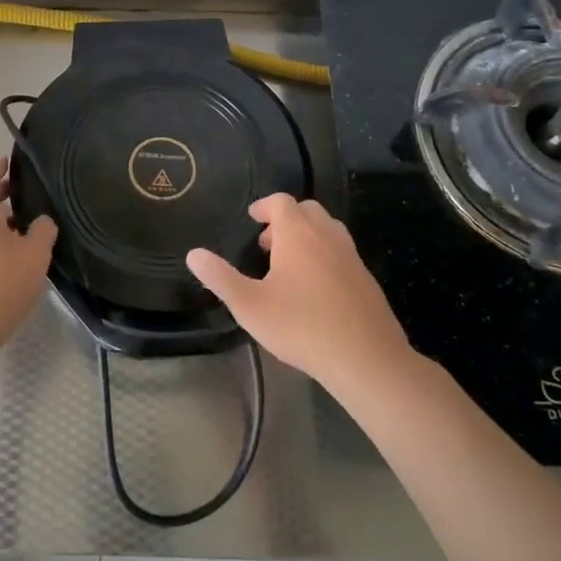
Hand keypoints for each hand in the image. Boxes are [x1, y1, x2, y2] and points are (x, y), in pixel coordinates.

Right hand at [186, 194, 408, 396]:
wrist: (366, 358)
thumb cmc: (301, 326)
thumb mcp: (250, 306)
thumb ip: (220, 278)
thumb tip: (194, 254)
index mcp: (298, 234)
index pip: (281, 202)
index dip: (265, 206)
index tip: (252, 217)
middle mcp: (327, 236)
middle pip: (307, 210)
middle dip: (286, 219)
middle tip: (267, 243)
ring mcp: (351, 256)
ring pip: (328, 229)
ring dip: (307, 235)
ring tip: (289, 263)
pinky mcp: (366, 279)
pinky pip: (342, 252)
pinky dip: (325, 254)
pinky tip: (315, 288)